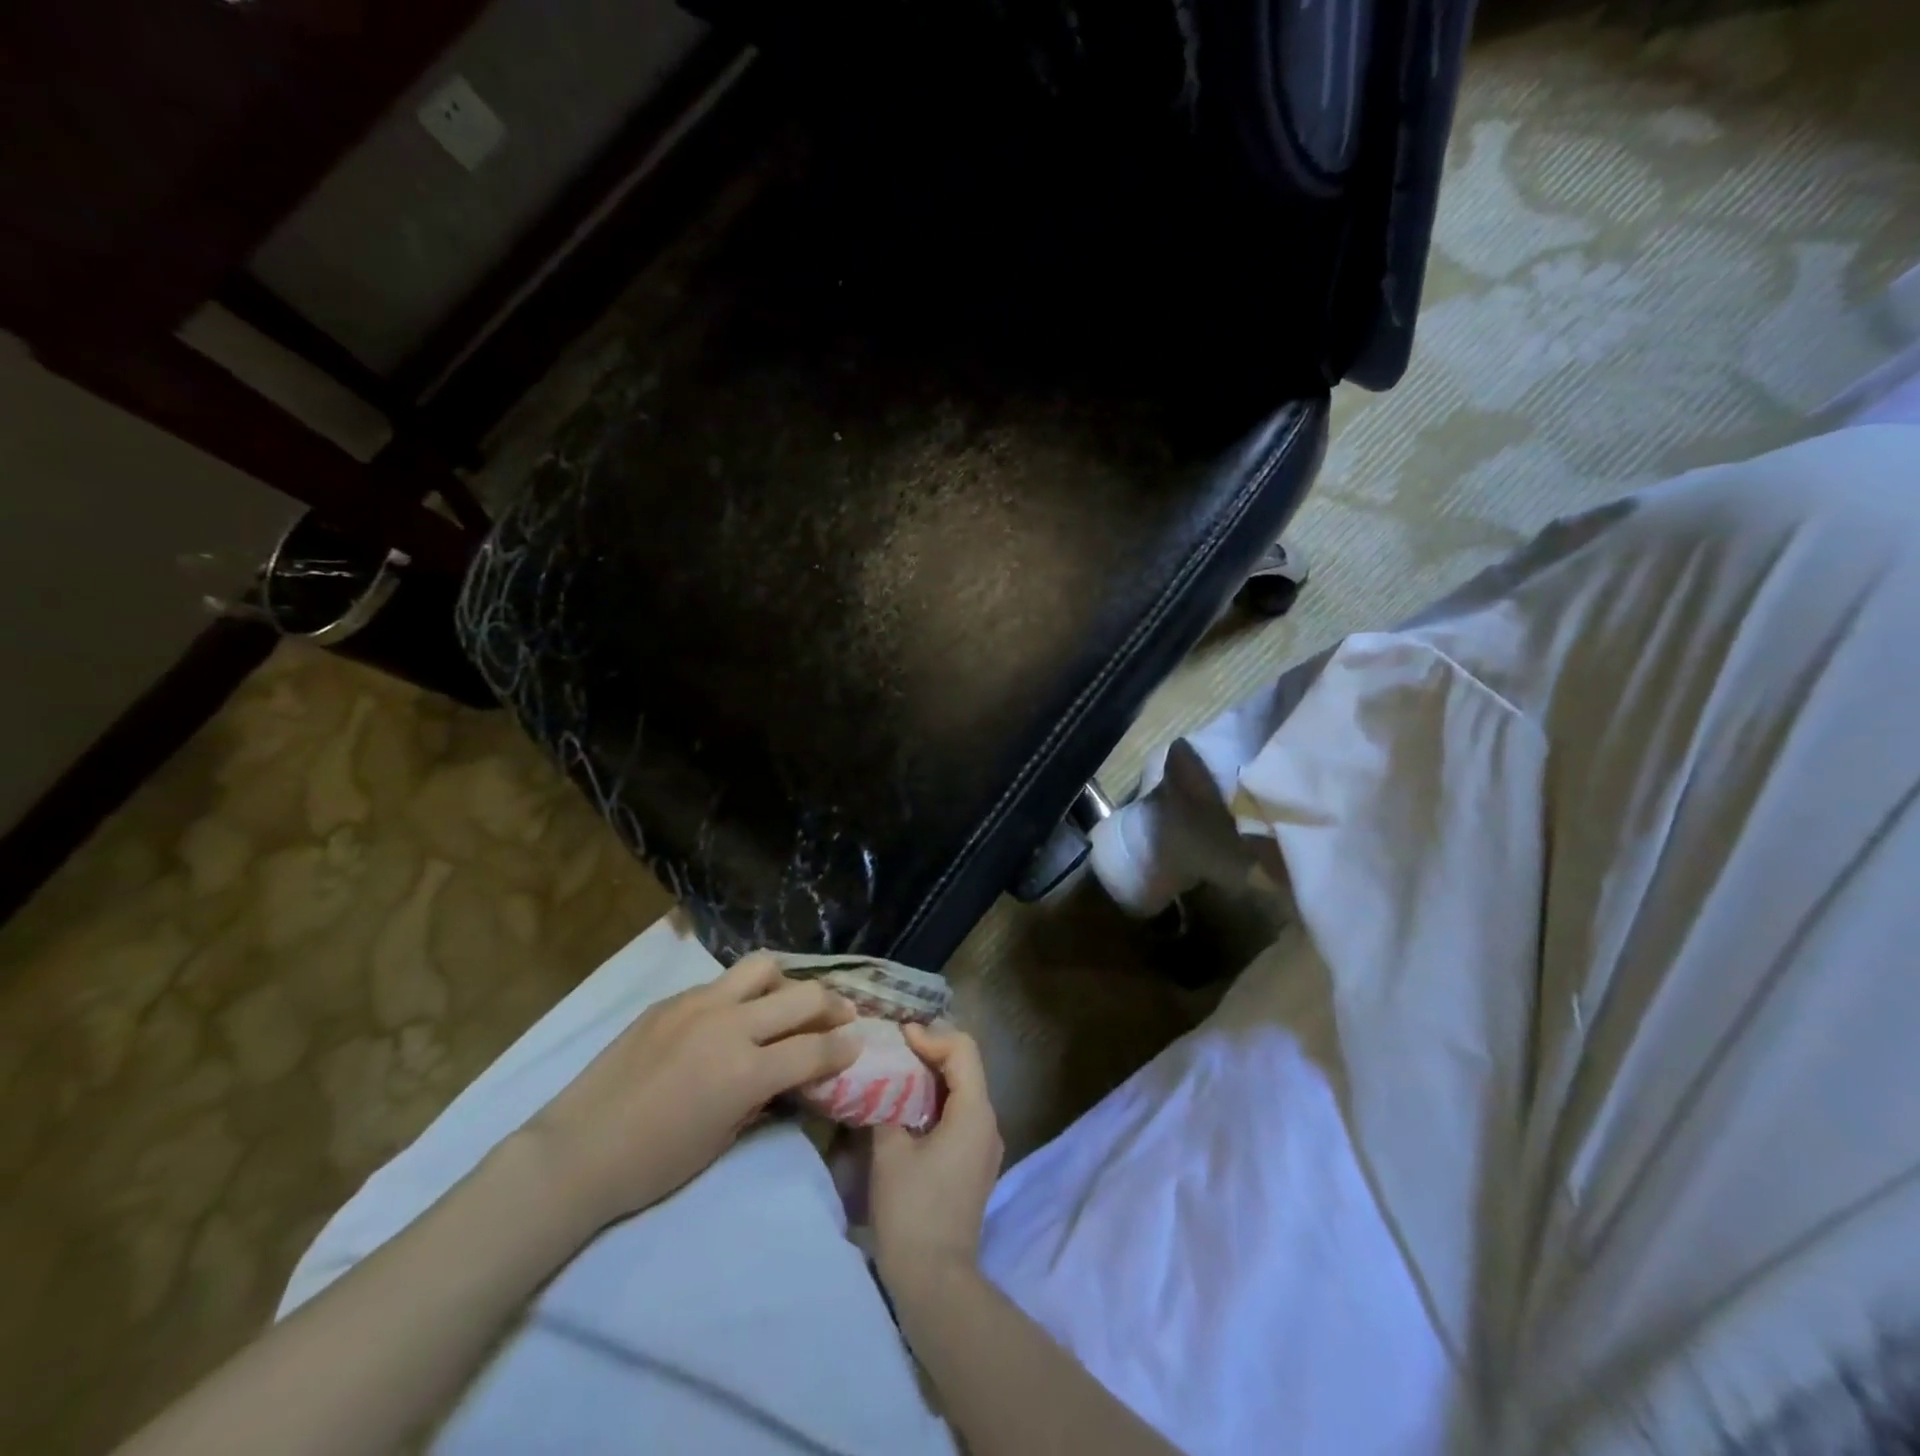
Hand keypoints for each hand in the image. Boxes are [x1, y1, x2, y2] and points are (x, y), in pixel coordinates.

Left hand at [526, 952, 857, 1232]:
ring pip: (762, 968)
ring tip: (789, 1001)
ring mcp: (698, 1004)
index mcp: (744, 1071)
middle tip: (842, 1015)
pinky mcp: (671, 1000)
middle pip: (801, 997)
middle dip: (832, 1006)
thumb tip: (789, 1074)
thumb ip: (764, 1096)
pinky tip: (737, 1014)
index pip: (814, 1049)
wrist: (576, 1152)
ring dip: (786, 983)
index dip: (844, 1048)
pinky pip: (722, 983)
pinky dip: (743, 994)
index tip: (858, 1044)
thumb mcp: (724, 1139)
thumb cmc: (653, 1165)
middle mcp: (728, 1025)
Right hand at [869, 1025, 1003, 1289]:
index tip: (900, 1036)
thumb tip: (881, 1083)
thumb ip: (888, 1105)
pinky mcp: (976, 1163)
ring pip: (964, 1091)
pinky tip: (909, 1107)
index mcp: (975, 1112)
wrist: (936, 1281)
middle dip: (932, 1052)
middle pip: (966, 1067)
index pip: (963, 1050)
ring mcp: (986, 1145)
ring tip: (897, 1072)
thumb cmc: (912, 1210)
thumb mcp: (890, 1150)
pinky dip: (938, 1101)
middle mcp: (989, 1122)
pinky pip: (961, 1115)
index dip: (932, 1036)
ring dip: (934, 1077)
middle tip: (895, 1048)